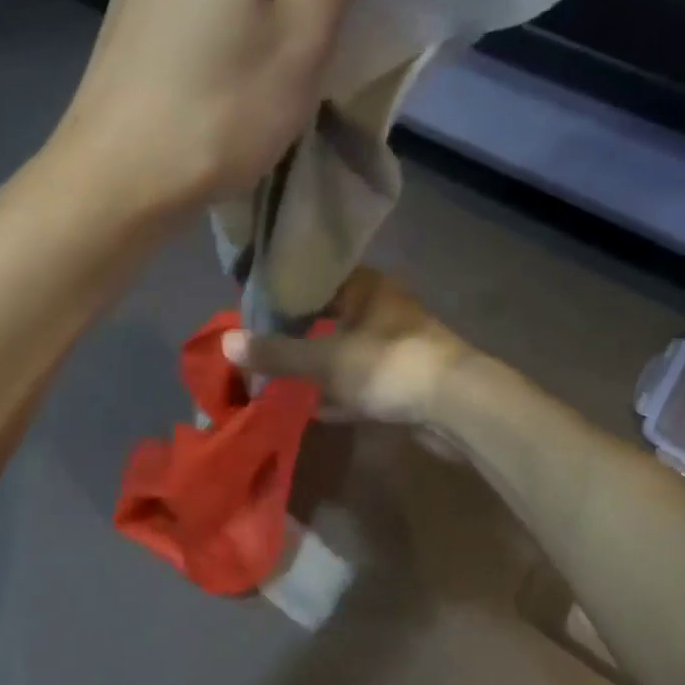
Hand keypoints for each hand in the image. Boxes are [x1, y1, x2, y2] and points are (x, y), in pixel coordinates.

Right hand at [220, 268, 471, 425]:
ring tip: (277, 373)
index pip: (317, 276)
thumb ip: (277, 352)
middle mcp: (381, 310)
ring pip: (344, 350)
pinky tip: (311, 407)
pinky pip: (359, 382)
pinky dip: (337, 393)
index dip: (285, 289)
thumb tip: (225, 342)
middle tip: (259, 341)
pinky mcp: (403, 381)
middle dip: (297, 331)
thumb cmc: (389, 365)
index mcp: (367, 287)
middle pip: (329, 315)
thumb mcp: (325, 359)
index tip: (253, 304)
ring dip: (316, 364)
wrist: (459, 407)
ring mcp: (394, 347)